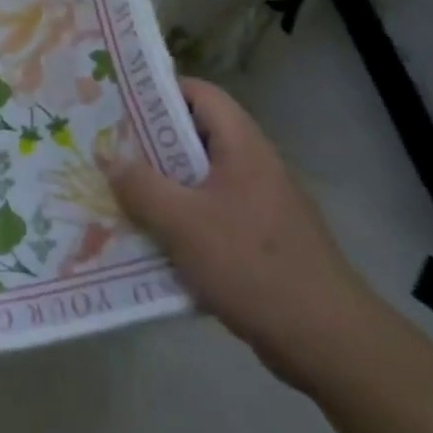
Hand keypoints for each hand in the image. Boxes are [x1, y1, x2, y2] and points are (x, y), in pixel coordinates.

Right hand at [106, 77, 379, 390]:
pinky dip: (179, 220)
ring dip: (161, 185)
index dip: (159, 90)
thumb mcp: (183, 223)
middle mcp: (254, 167)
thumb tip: (109, 159)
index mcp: (243, 147)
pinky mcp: (259, 241)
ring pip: (199, 180)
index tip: (118, 102)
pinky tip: (149, 239)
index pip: (201, 94)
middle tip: (106, 148)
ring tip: (117, 191)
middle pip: (195, 137)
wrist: (327, 342)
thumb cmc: (252, 266)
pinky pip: (209, 215)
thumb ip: (140, 187)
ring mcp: (259, 206)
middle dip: (149, 143)